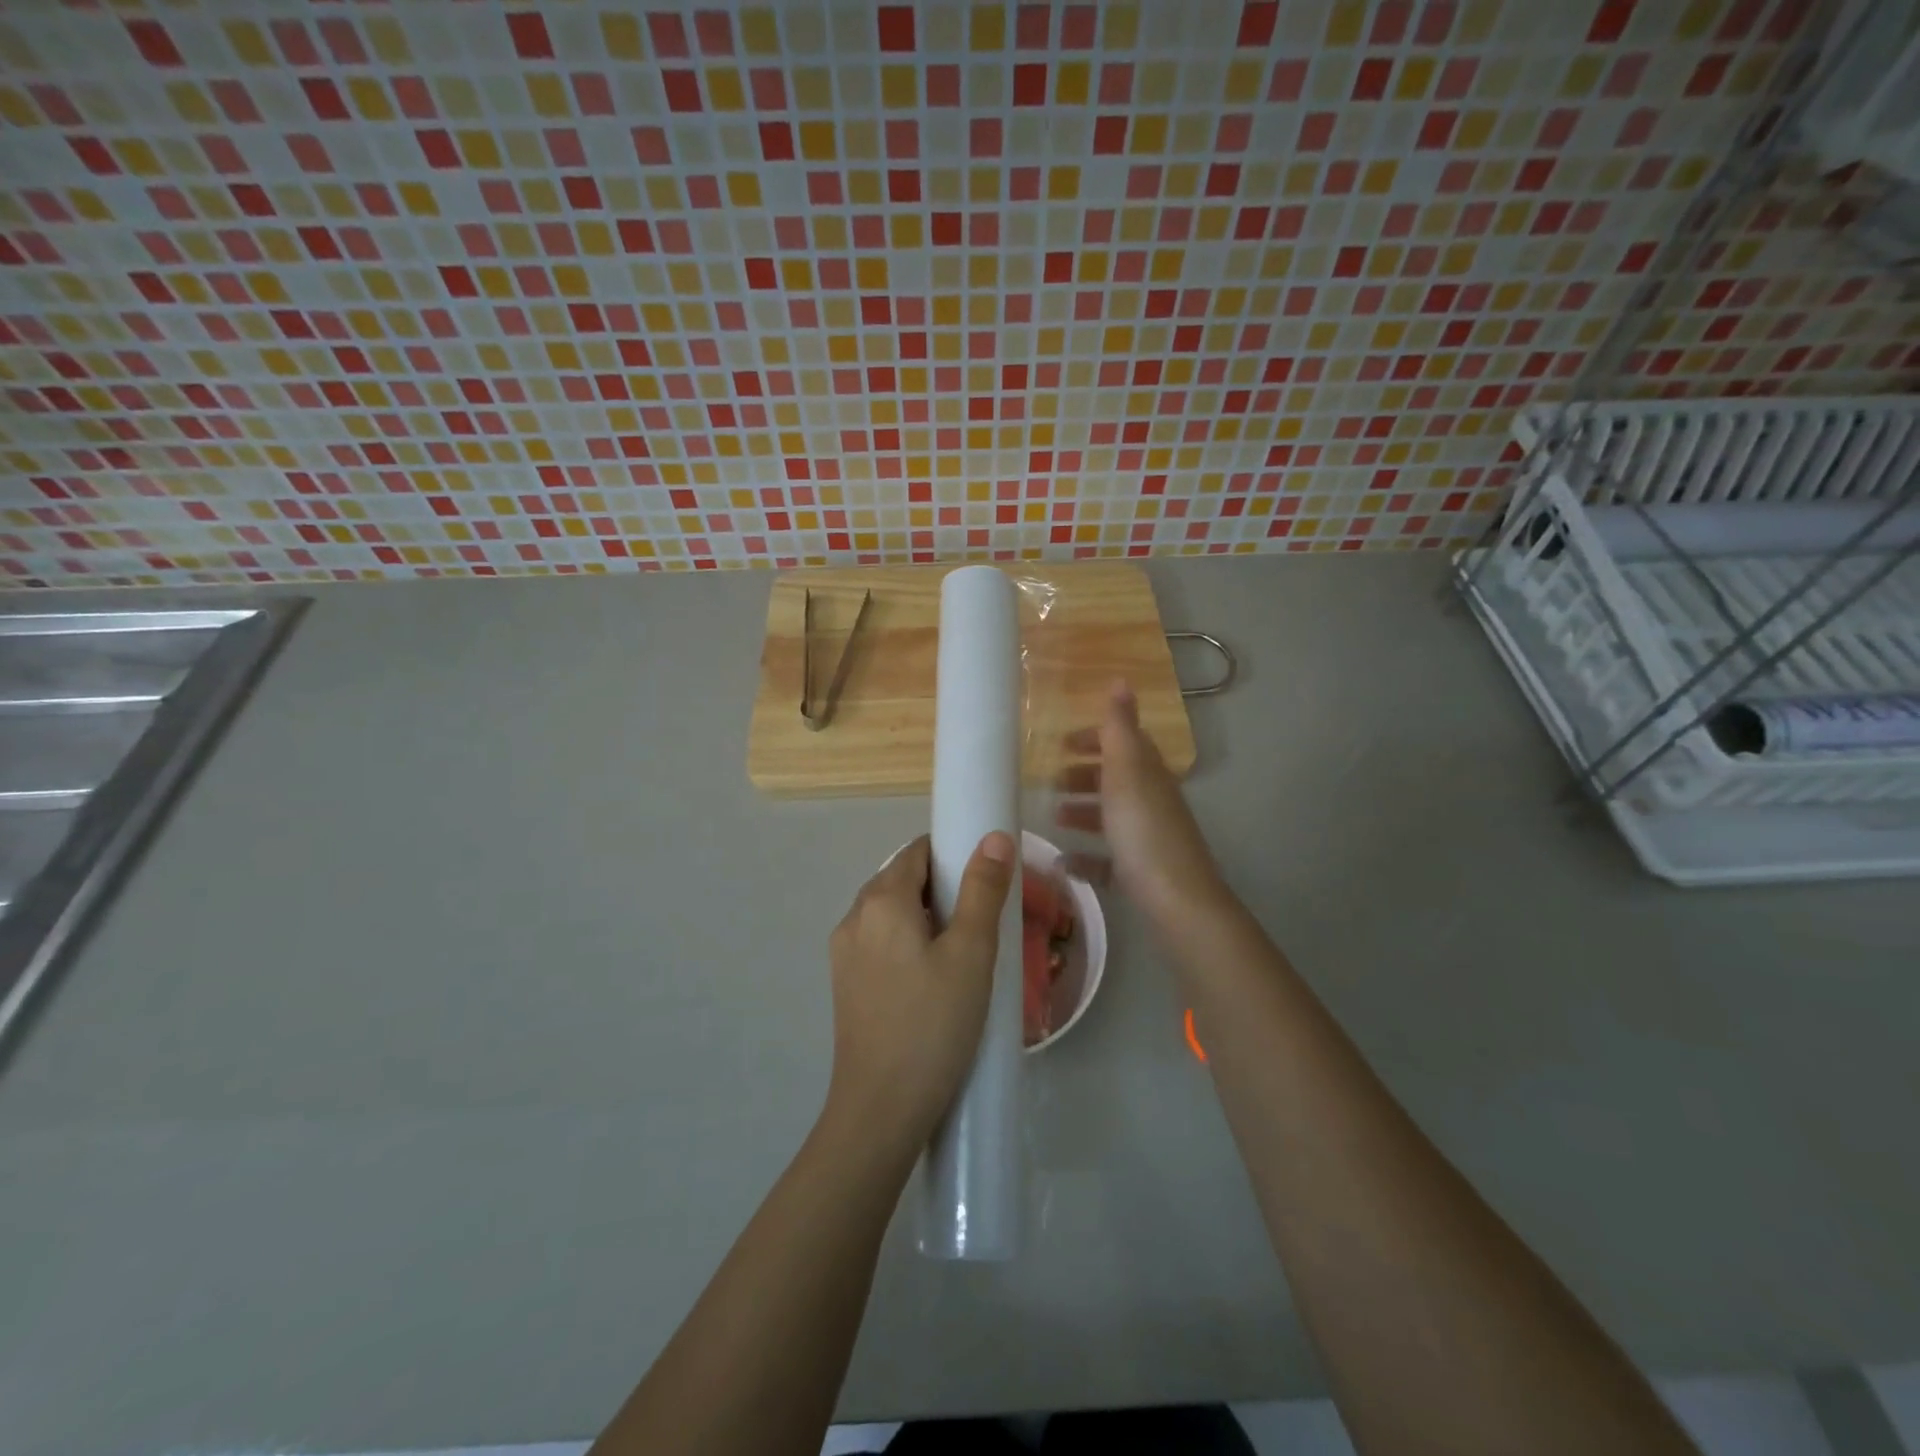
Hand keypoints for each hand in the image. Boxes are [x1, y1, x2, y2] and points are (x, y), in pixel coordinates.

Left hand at [824, 832, 1016, 1155]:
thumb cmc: (933, 1024)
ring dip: (926, 918)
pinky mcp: (846, 984)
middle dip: (943, 888)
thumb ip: (982, 890)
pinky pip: (881, 943)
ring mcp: (844, 953)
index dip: (953, 855)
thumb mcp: (971, 953)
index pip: (917, 851)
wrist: (881, 1110)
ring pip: (891, 914)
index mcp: (880, 900)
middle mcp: (853, 917)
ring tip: (964, 952)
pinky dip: (909, 943)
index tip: (986, 880)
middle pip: (902, 879)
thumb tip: (993, 837)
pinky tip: (934, 980)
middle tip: (983, 920)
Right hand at [1058, 681, 1228, 927]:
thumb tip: (1121, 678)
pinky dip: (1086, 857)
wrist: (1177, 901)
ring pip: (1112, 818)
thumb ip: (1119, 727)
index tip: (1061, 744)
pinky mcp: (1141, 874)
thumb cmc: (1144, 831)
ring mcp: (1148, 839)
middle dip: (1084, 777)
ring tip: (1054, 818)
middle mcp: (1151, 802)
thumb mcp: (1127, 771)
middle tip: (1049, 782)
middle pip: (1116, 780)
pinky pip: (1109, 859)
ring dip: (1083, 813)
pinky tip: (1064, 864)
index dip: (1094, 739)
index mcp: (1148, 774)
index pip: (1123, 744)